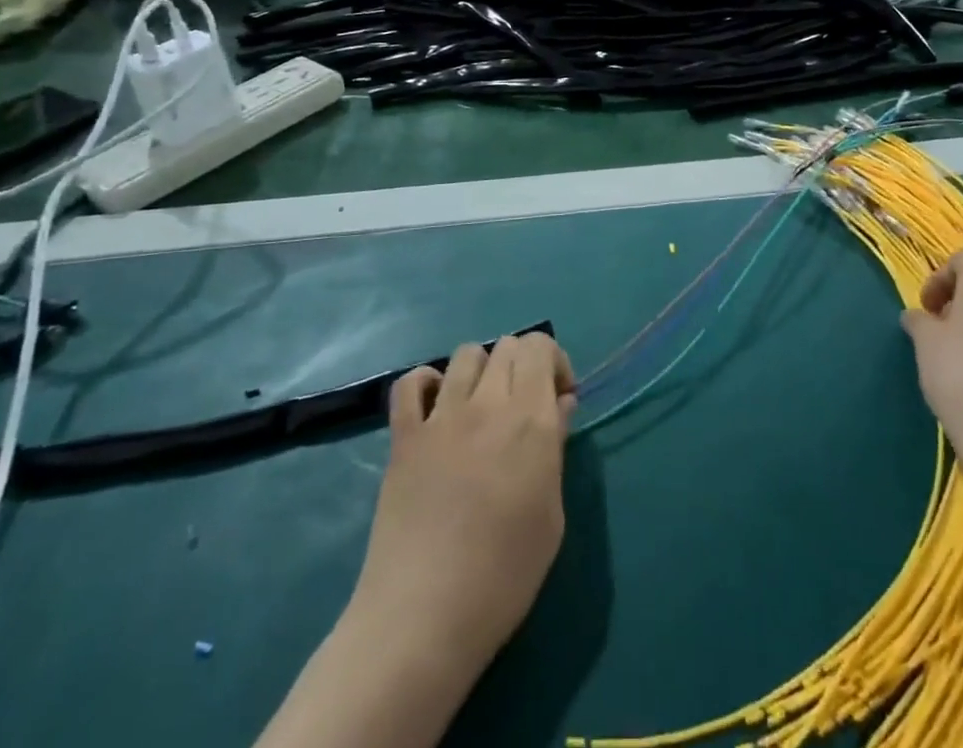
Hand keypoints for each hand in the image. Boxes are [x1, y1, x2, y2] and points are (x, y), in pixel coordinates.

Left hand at [351, 335, 577, 677]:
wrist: (425, 617)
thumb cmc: (504, 575)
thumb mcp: (551, 515)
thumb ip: (556, 447)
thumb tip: (559, 404)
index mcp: (530, 419)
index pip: (540, 346)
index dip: (553, 362)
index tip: (557, 399)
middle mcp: (487, 404)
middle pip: (507, 346)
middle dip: (523, 366)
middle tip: (524, 408)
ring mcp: (441, 417)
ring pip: (466, 355)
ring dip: (482, 371)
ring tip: (482, 410)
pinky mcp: (404, 437)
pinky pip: (410, 384)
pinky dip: (426, 383)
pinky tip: (436, 410)